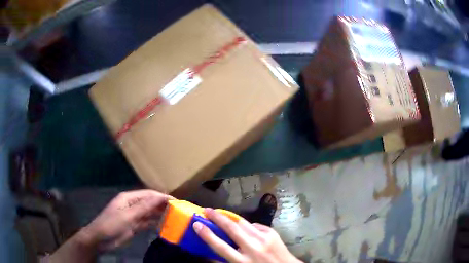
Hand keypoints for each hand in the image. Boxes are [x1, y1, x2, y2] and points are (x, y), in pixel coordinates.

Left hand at [83, 189, 172, 249]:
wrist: (100, 240)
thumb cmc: (111, 225)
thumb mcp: (128, 216)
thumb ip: (144, 207)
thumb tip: (160, 197)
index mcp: (129, 198)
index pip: (149, 194)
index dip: (162, 197)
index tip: (178, 202)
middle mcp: (132, 205)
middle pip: (150, 203)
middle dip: (163, 205)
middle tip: (179, 210)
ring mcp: (133, 216)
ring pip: (149, 213)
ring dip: (160, 214)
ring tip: (175, 217)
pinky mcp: (134, 226)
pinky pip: (147, 222)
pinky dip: (155, 223)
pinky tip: (164, 225)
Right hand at [193, 208, 301, 262]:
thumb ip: (225, 260)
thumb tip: (209, 252)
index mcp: (243, 261)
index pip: (220, 246)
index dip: (207, 235)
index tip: (196, 224)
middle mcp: (253, 248)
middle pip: (232, 229)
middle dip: (217, 218)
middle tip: (207, 210)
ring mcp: (264, 239)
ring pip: (244, 223)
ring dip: (231, 219)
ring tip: (222, 215)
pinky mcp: (272, 233)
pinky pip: (255, 226)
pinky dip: (248, 227)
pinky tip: (246, 230)